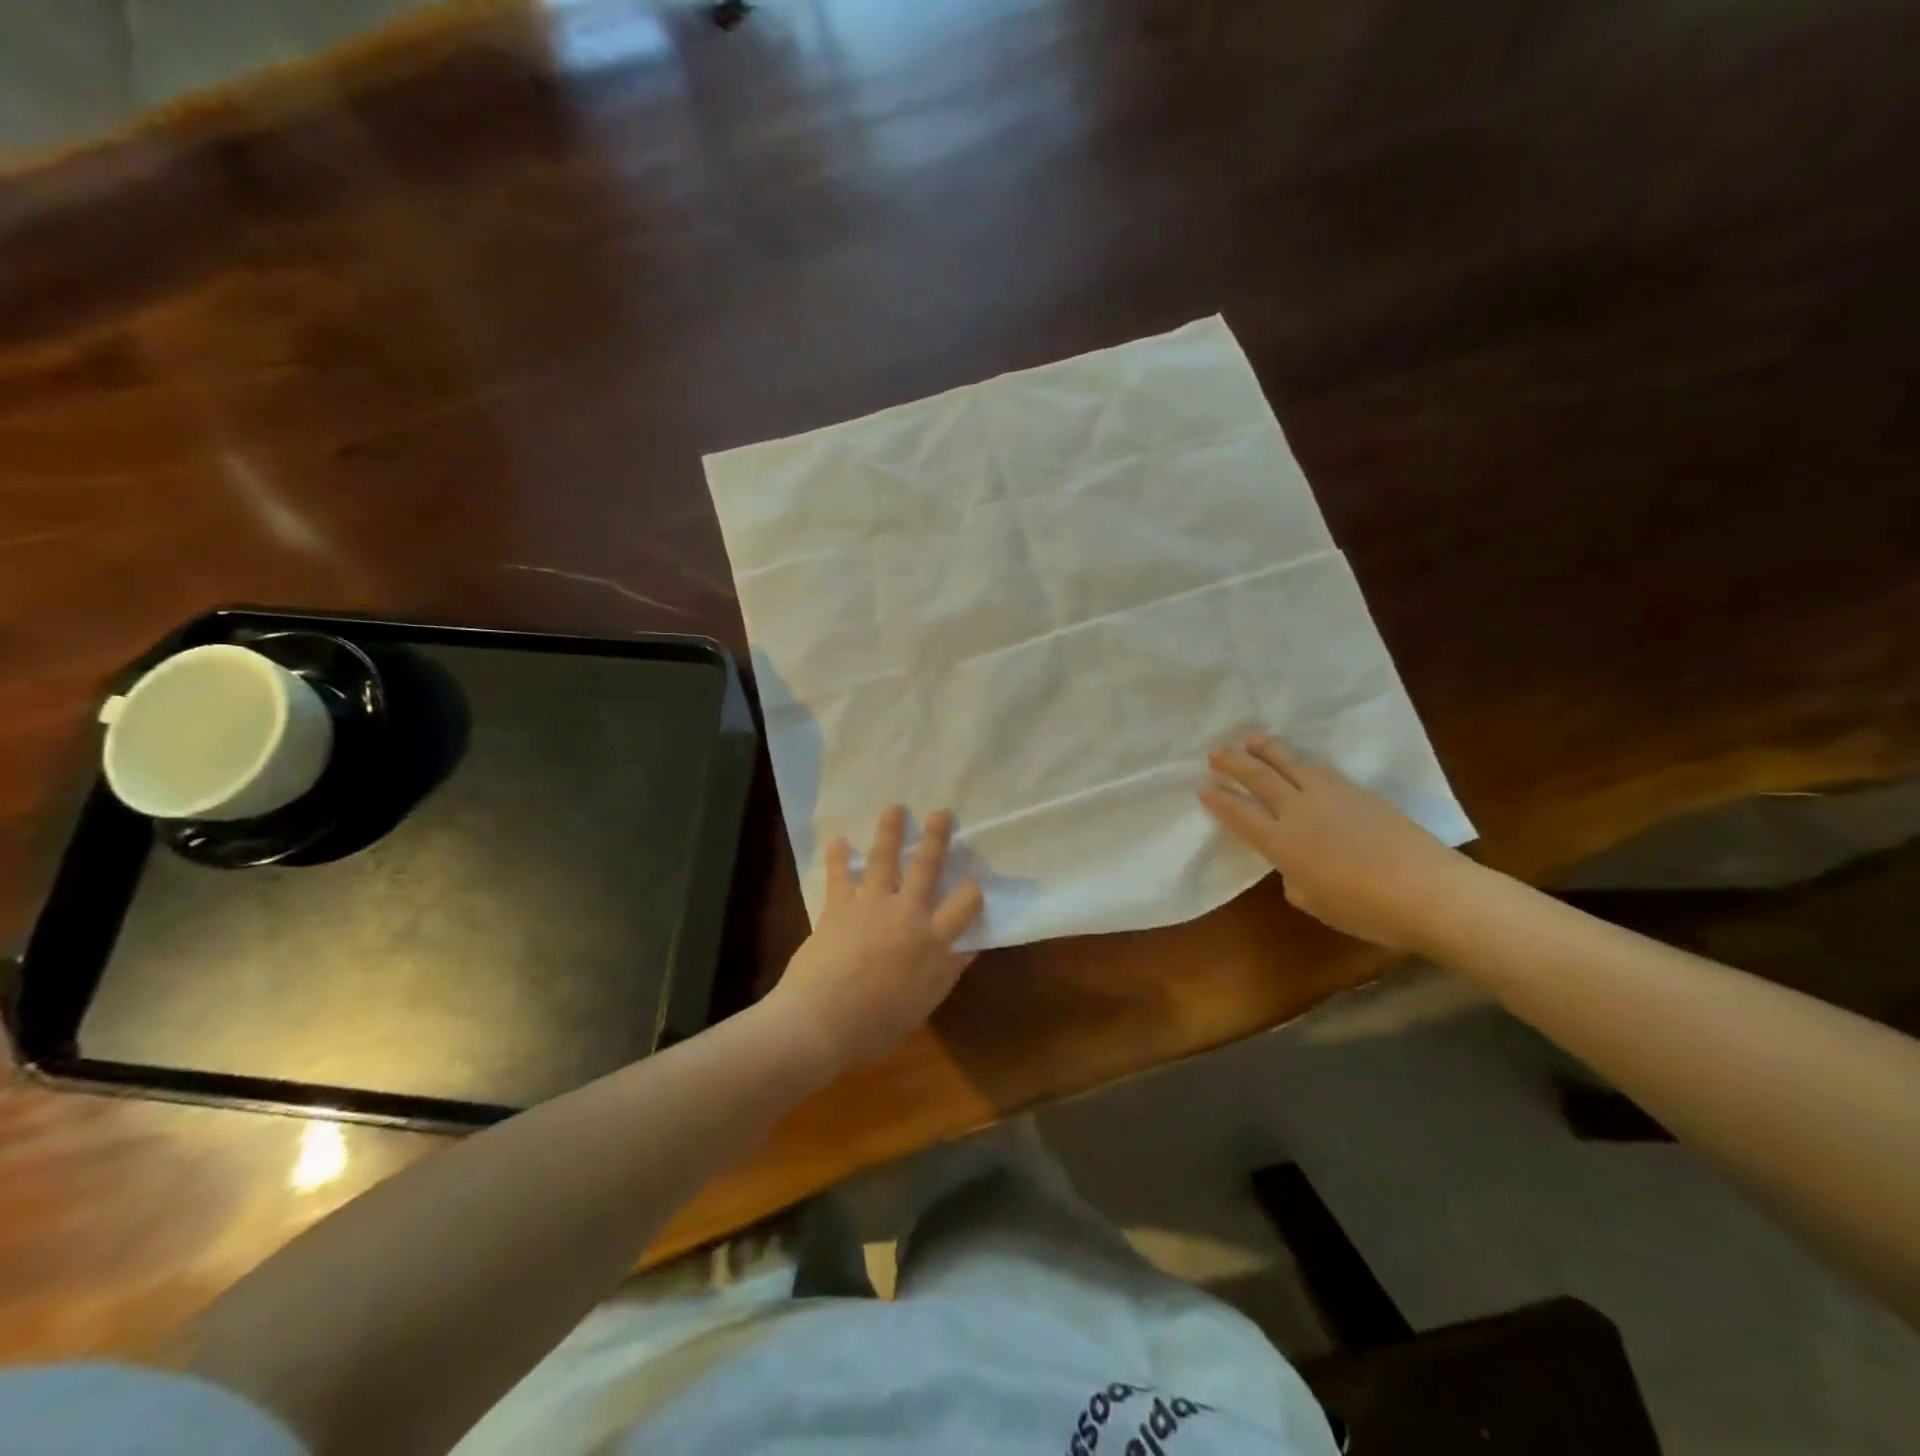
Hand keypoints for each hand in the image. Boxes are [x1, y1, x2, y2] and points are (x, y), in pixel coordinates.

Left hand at [770, 806, 983, 1074]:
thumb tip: (968, 949)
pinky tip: (837, 840)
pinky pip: (839, 876)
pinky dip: (837, 857)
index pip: (965, 907)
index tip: (975, 879)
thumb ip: (945, 973)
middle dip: (937, 839)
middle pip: (927, 869)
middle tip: (941, 813)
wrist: (821, 1021)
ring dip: (890, 832)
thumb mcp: (922, 1005)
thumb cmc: (875, 1025)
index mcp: (933, 943)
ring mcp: (871, 906)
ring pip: (885, 860)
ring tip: (894, 808)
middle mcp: (907, 915)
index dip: (973, 890)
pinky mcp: (839, 907)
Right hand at [1199, 735, 1475, 949]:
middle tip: (1216, 752)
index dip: (1219, 801)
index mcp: (1281, 842)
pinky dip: (1299, 760)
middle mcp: (1298, 811)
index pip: (1240, 814)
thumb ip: (1294, 877)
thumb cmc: (1366, 909)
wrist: (1428, 890)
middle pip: (1259, 778)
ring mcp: (1329, 796)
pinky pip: (1318, 768)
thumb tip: (1295, 864)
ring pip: (1289, 763)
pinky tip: (1297, 759)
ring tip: (1251, 739)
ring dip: (1266, 750)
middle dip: (1234, 763)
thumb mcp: (1313, 902)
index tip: (1203, 788)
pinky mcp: (1357, 791)